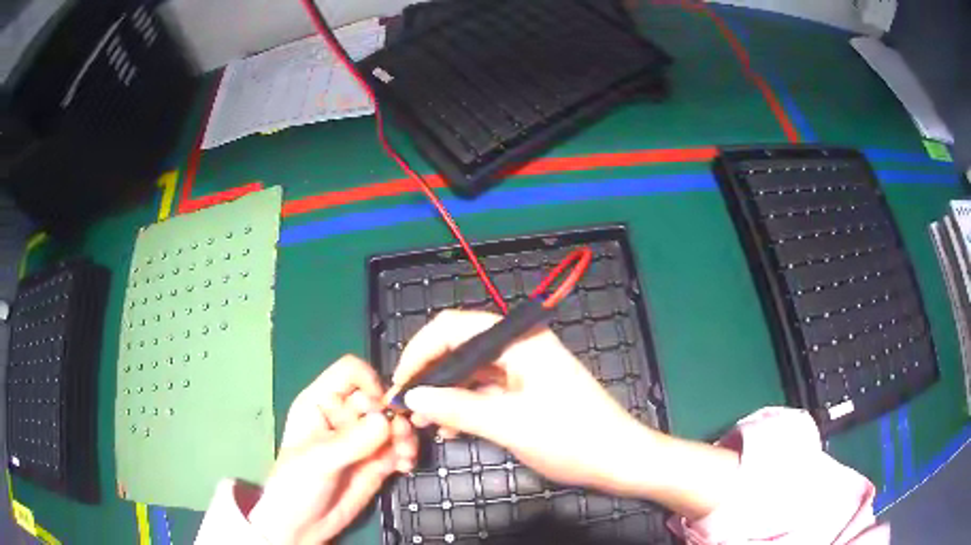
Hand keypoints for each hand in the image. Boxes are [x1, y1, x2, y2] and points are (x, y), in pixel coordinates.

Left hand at [249, 355, 416, 543]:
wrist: (302, 526)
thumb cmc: (296, 485)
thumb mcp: (318, 461)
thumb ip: (351, 441)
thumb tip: (386, 420)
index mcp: (320, 403)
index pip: (350, 372)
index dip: (369, 383)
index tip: (380, 408)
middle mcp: (343, 417)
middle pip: (378, 398)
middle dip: (393, 415)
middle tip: (398, 437)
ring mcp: (362, 440)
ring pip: (394, 423)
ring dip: (406, 435)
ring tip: (404, 455)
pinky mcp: (376, 461)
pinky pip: (400, 447)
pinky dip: (408, 453)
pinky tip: (405, 467)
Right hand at [392, 310, 739, 519]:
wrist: (619, 460)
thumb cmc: (571, 438)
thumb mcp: (509, 424)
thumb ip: (457, 408)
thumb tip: (413, 395)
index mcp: (519, 340)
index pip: (453, 327)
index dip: (420, 351)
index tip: (400, 383)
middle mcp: (519, 347)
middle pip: (460, 349)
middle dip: (430, 376)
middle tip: (407, 408)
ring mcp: (524, 369)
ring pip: (470, 373)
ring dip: (445, 395)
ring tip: (424, 424)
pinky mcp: (526, 391)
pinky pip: (485, 391)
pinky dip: (464, 407)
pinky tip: (450, 429)